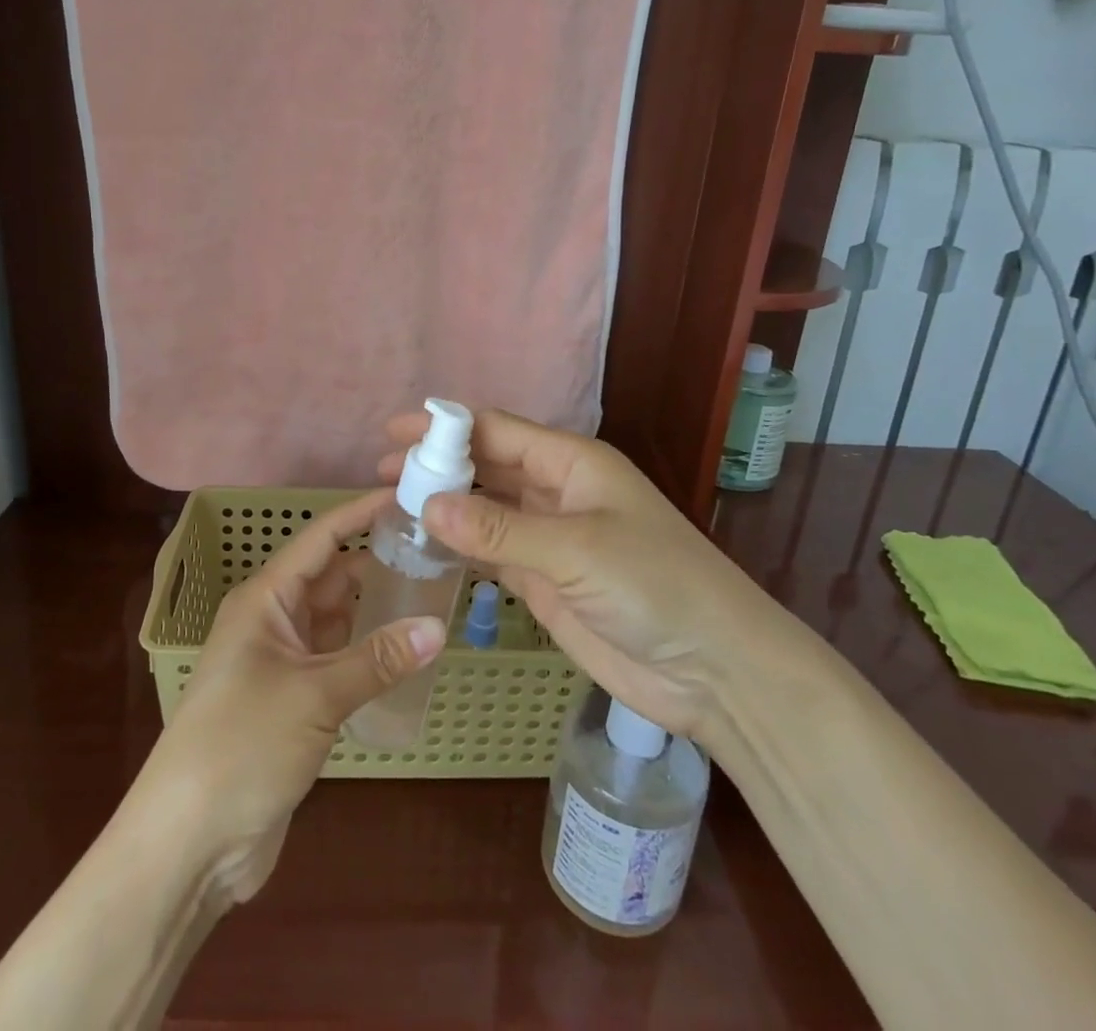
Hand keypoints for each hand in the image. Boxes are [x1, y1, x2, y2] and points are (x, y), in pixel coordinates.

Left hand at [142, 489, 444, 900]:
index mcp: (264, 600)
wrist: (188, 843)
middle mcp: (273, 622)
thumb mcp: (314, 695)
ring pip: (337, 620)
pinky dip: (368, 654)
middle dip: (377, 562)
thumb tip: (438, 628)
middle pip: (332, 578)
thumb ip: (377, 659)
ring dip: (375, 610)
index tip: (406, 495)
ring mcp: (282, 664)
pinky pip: (338, 661)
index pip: (321, 540)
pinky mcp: (293, 704)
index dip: (360, 514)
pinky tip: (406, 654)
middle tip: (436, 551)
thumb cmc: (241, 745)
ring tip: (432, 595)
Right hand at [381, 409, 797, 740]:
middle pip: (487, 467)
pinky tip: (425, 547)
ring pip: (486, 509)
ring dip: (444, 505)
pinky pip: (492, 553)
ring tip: (391, 507)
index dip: (445, 427)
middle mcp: (557, 492)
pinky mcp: (545, 581)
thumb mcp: (575, 549)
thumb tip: (427, 503)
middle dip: (437, 465)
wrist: (713, 669)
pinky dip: (459, 547)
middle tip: (382, 472)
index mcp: (572, 463)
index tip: (395, 431)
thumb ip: (499, 528)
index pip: (497, 431)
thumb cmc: (654, 586)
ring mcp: (550, 538)